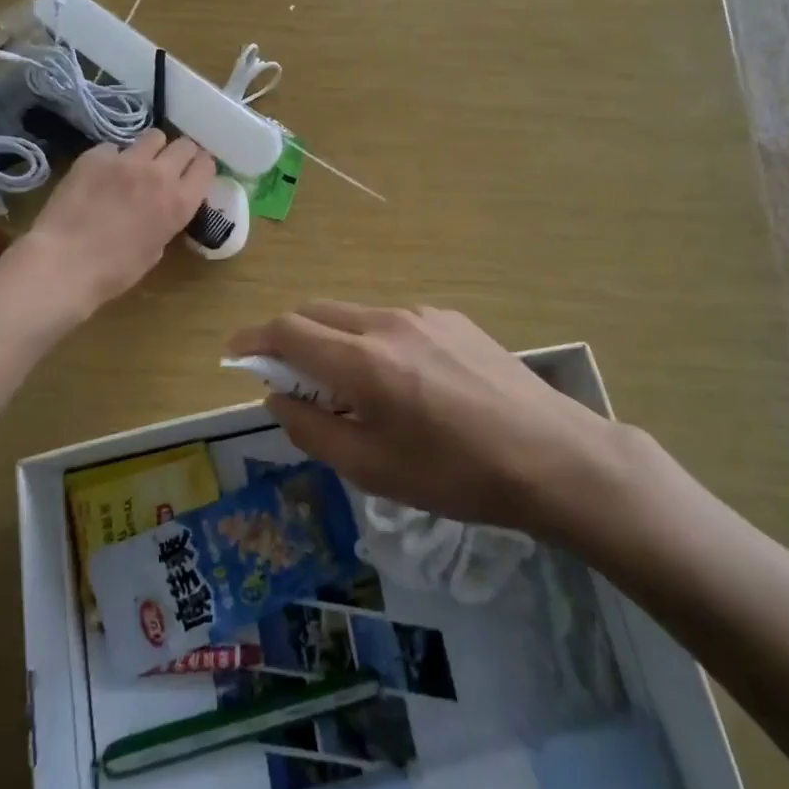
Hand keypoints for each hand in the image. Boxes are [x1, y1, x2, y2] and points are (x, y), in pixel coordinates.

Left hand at [22, 130, 214, 311]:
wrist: (64, 263)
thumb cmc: (114, 271)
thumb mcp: (155, 250)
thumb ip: (167, 220)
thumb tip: (162, 208)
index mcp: (180, 202)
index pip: (206, 165)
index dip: (200, 168)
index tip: (192, 174)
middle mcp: (159, 174)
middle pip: (184, 145)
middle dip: (179, 155)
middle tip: (167, 168)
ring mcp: (127, 160)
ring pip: (153, 136)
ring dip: (150, 150)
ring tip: (136, 165)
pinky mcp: (96, 155)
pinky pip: (114, 148)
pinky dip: (112, 159)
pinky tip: (100, 176)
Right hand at [226, 302, 634, 537]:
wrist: (553, 455)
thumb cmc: (457, 475)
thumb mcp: (374, 469)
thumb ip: (313, 430)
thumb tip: (278, 398)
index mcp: (363, 361)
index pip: (288, 331)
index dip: (254, 339)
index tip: (235, 354)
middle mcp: (388, 323)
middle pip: (318, 313)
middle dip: (291, 338)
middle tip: (291, 382)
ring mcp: (424, 315)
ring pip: (356, 317)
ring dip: (335, 342)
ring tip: (354, 392)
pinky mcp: (453, 319)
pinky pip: (394, 323)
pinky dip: (374, 343)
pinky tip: (405, 384)